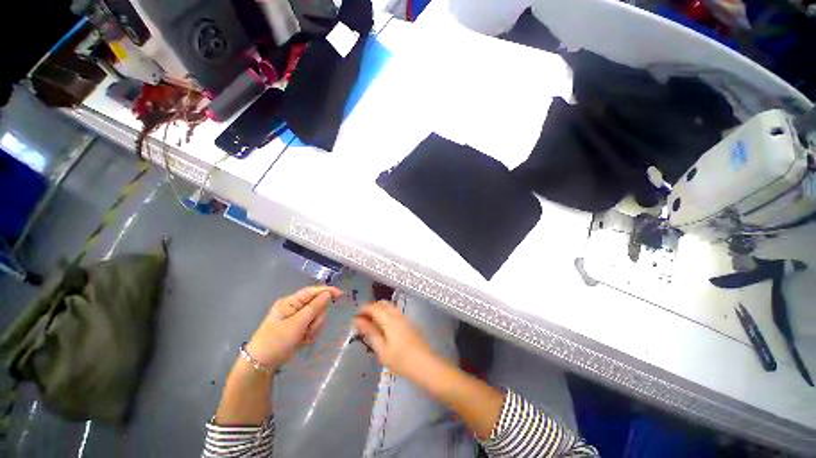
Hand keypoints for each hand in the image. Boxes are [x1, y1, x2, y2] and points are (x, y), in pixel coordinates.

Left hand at [246, 286, 343, 370]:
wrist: (259, 365)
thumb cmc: (276, 341)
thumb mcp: (297, 324)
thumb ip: (314, 307)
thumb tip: (327, 293)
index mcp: (290, 302)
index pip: (312, 291)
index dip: (327, 291)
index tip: (341, 295)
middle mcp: (293, 307)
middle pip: (316, 305)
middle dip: (317, 318)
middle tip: (310, 330)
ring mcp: (295, 319)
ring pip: (315, 317)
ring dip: (313, 328)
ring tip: (304, 338)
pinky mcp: (296, 329)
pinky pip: (311, 327)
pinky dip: (310, 334)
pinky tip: (302, 342)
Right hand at [353, 301, 438, 381]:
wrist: (426, 365)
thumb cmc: (401, 360)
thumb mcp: (382, 350)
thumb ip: (370, 332)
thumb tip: (358, 320)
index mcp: (389, 319)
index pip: (374, 307)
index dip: (363, 309)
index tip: (354, 317)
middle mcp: (397, 314)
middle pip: (382, 303)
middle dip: (371, 308)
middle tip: (361, 320)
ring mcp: (404, 318)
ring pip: (389, 307)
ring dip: (378, 310)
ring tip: (370, 324)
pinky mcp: (409, 323)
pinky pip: (394, 312)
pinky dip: (385, 314)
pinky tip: (382, 327)